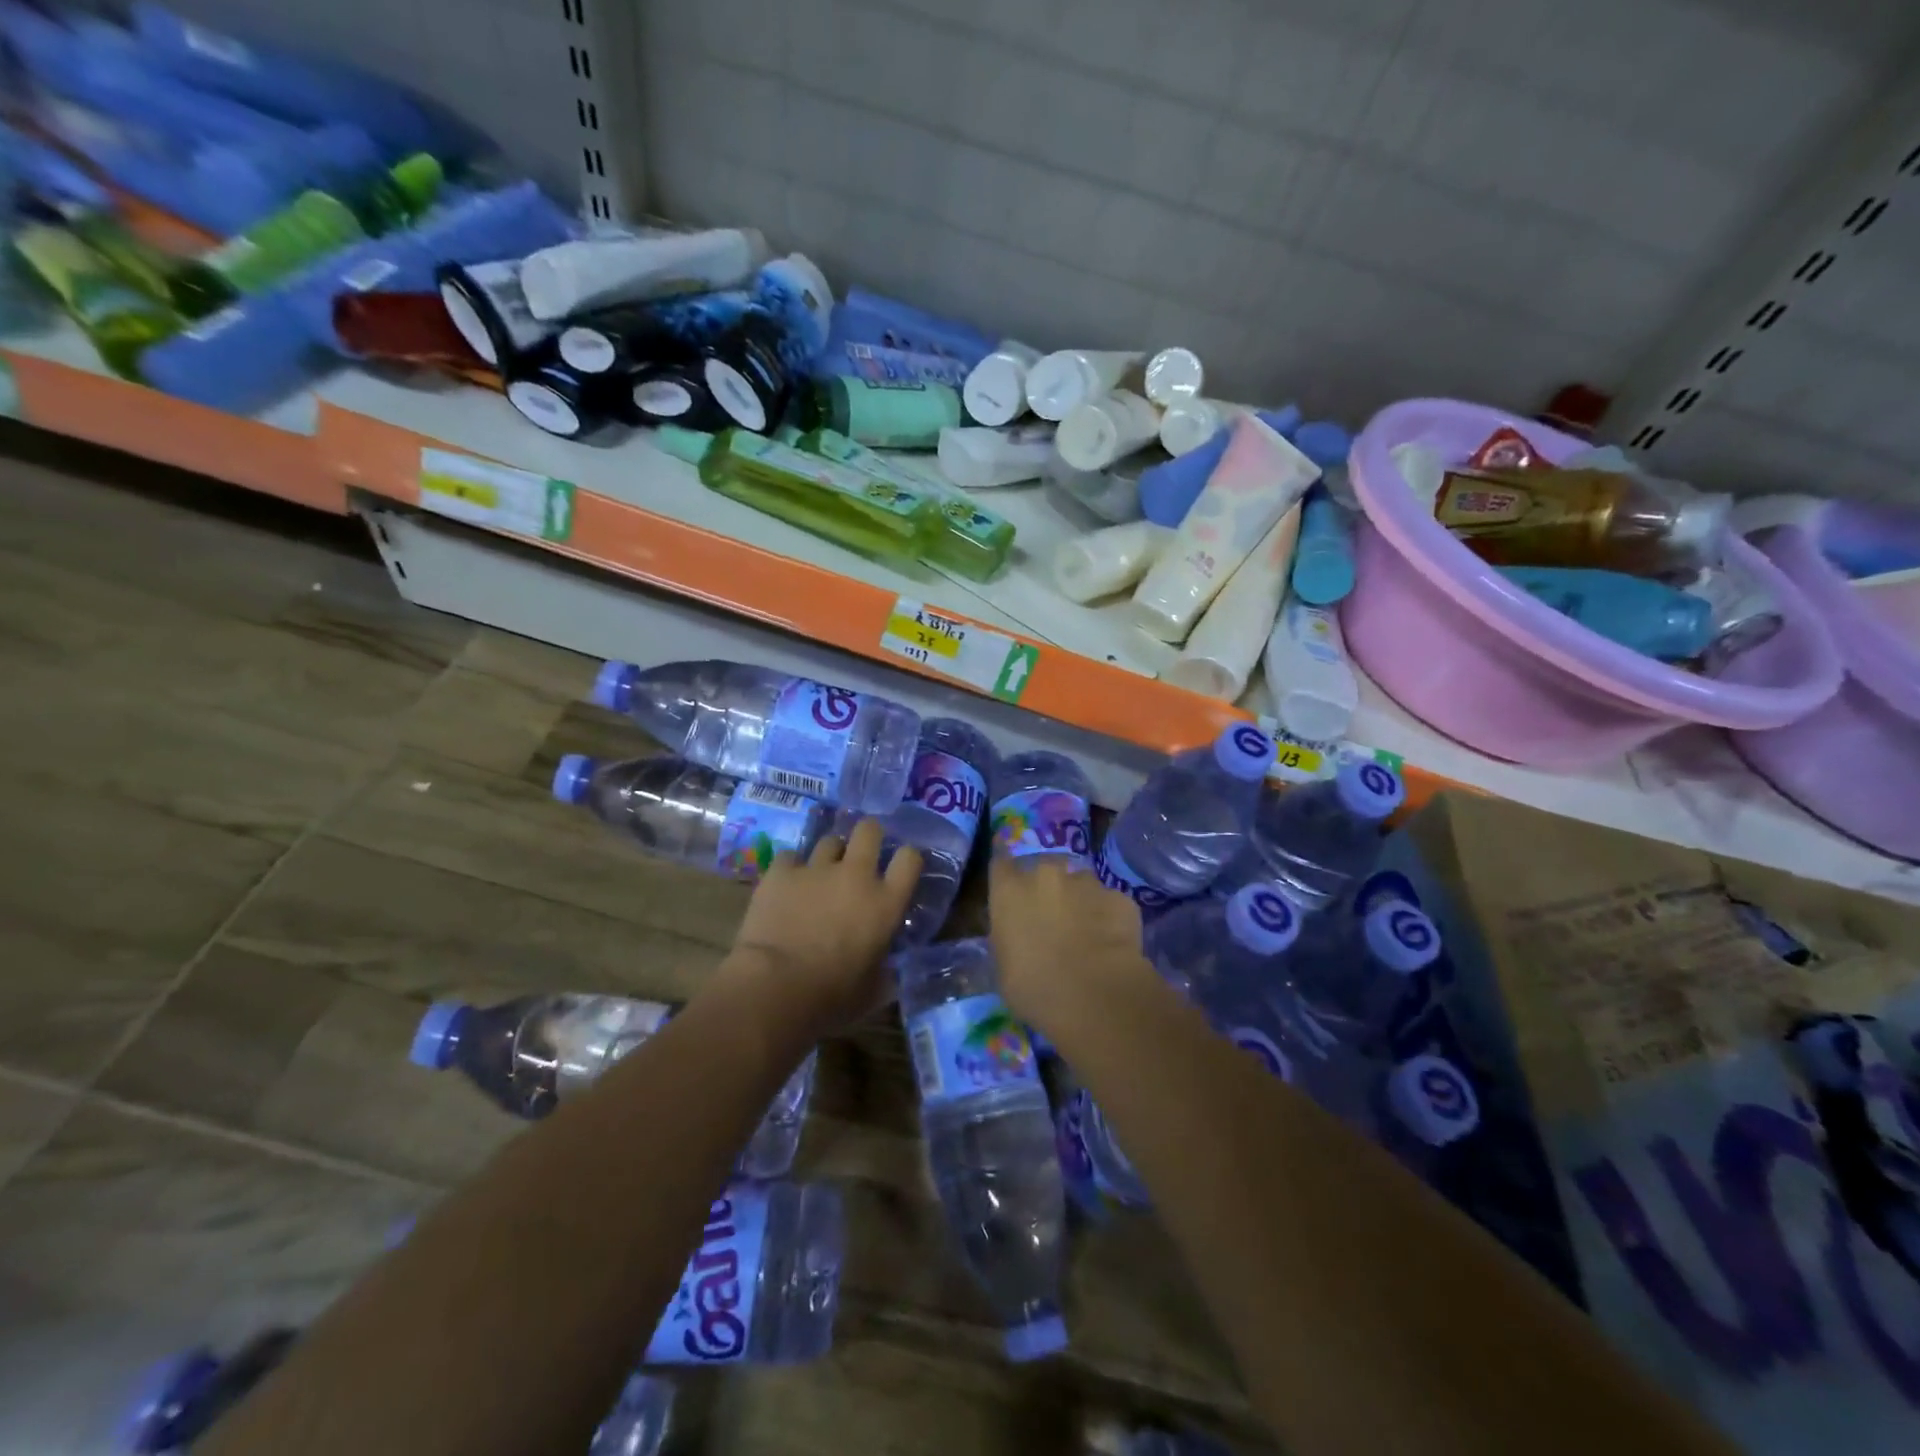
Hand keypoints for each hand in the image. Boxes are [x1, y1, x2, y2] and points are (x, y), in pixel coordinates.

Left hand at [724, 818, 921, 1038]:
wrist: (774, 988)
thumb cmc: (831, 997)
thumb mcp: (873, 990)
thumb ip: (885, 971)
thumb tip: (888, 970)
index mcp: (885, 903)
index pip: (910, 858)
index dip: (907, 857)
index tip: (901, 866)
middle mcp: (856, 875)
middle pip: (870, 830)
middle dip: (868, 836)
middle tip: (862, 853)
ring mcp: (816, 868)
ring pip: (830, 840)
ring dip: (830, 854)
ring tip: (822, 872)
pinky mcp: (780, 872)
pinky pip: (791, 856)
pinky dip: (792, 868)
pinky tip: (787, 884)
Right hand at [989, 854, 1144, 1030]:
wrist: (1094, 995)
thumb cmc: (1033, 988)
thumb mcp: (1003, 967)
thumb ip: (1009, 938)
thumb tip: (1016, 936)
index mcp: (1010, 890)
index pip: (1001, 862)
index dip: (1007, 871)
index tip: (1010, 882)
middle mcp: (1046, 875)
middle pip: (1045, 868)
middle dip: (1048, 886)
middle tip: (1053, 916)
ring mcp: (1086, 883)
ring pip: (1081, 883)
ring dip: (1081, 899)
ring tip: (1086, 931)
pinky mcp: (1120, 898)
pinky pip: (1110, 903)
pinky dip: (1109, 917)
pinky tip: (1112, 943)